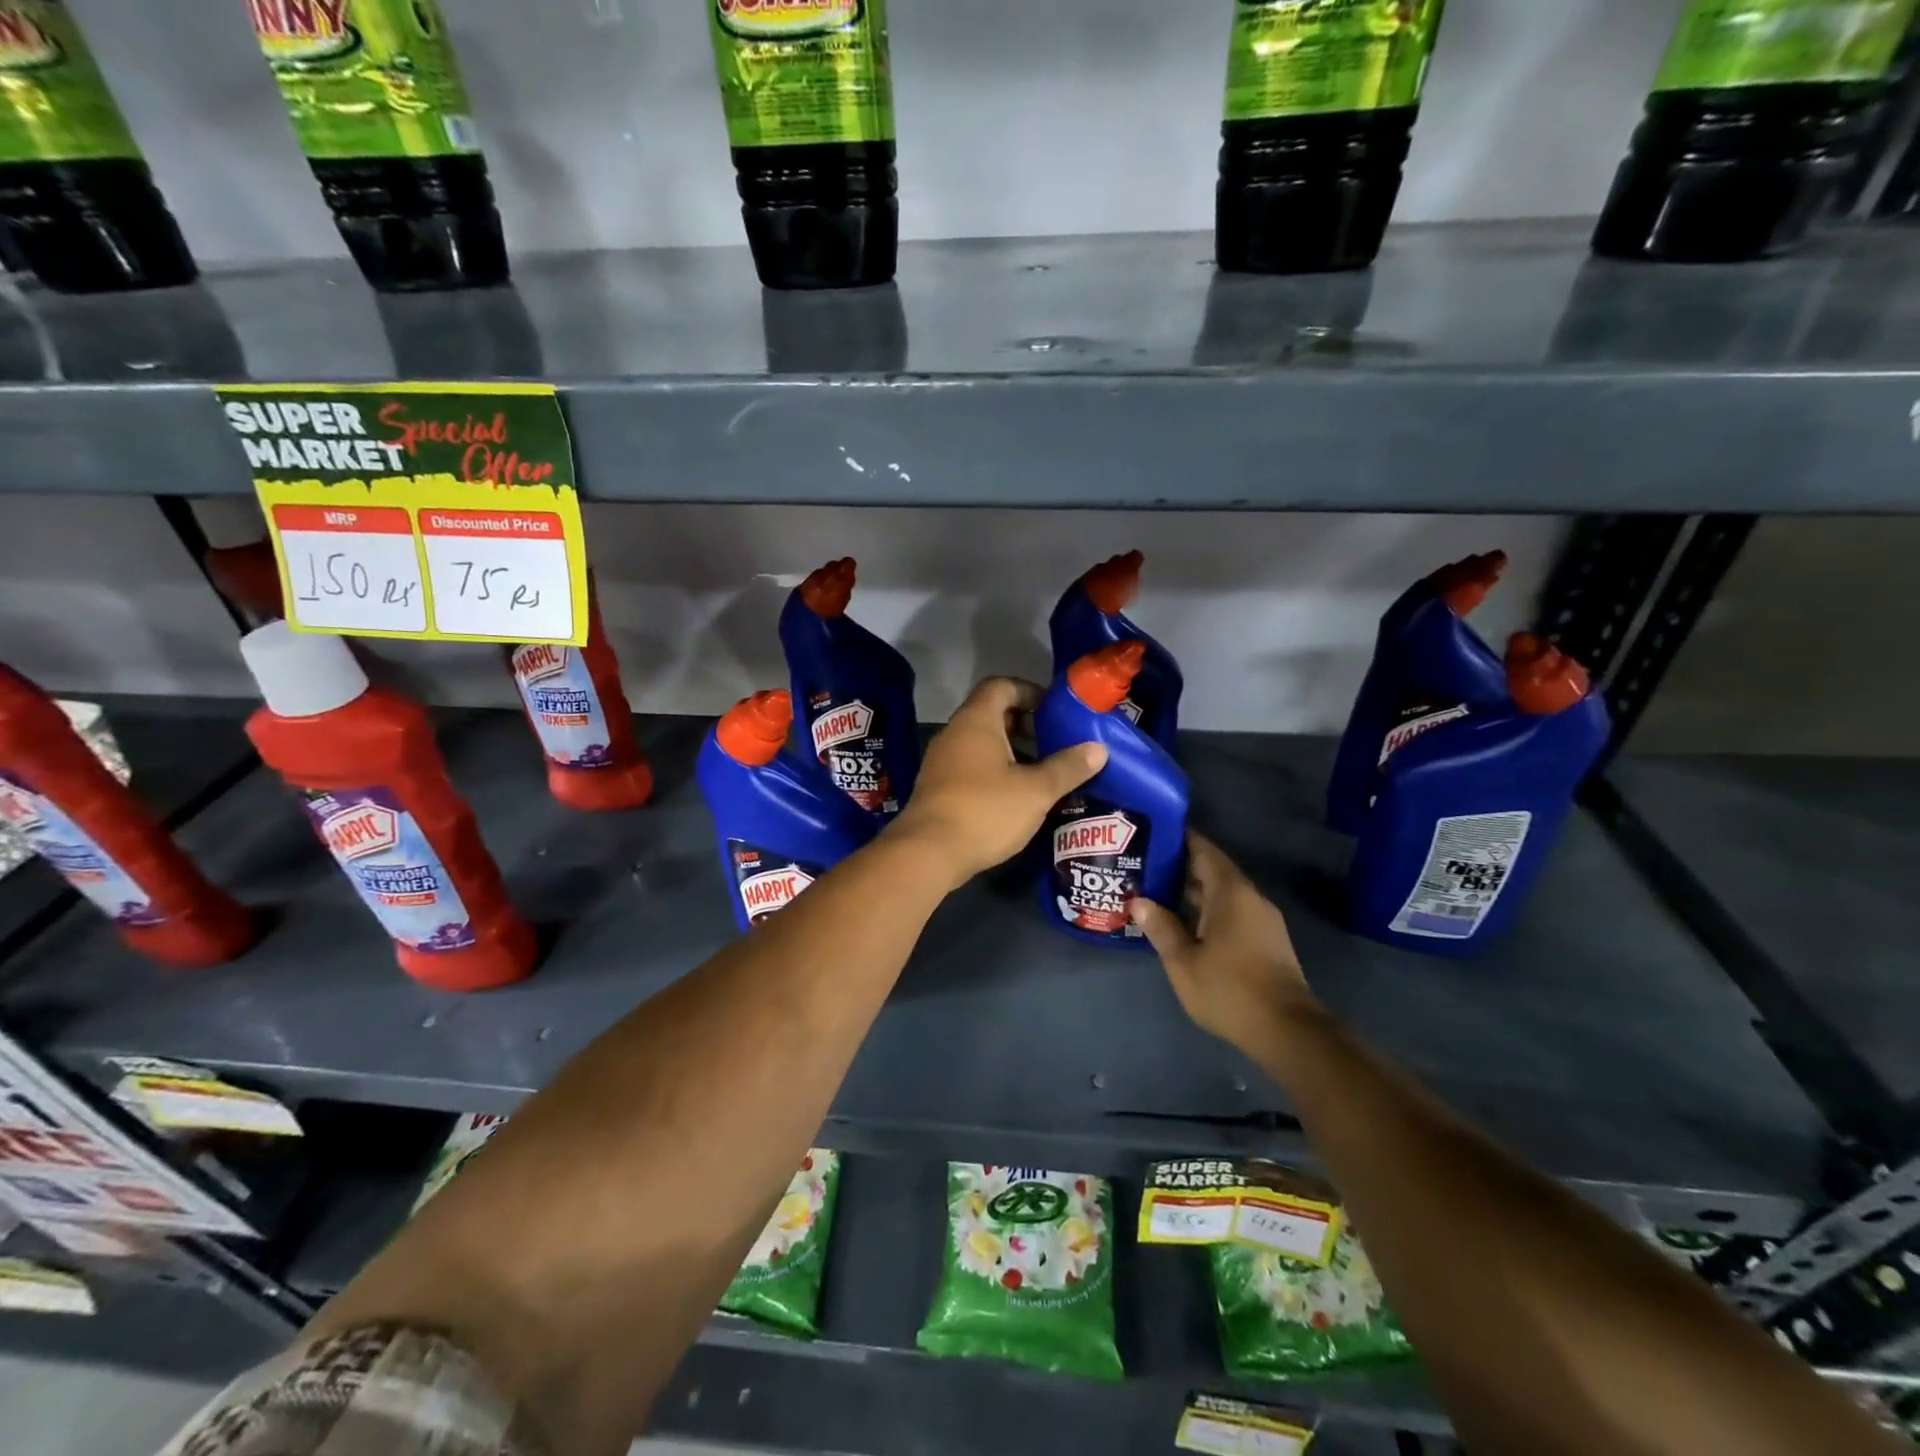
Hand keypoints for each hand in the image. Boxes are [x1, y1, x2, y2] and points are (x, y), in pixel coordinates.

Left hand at [890, 677, 1105, 891]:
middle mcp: (955, 733)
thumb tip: (1098, 749)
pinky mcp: (938, 787)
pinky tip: (1018, 796)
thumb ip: (1068, 768)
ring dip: (1013, 751)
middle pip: (992, 713)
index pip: (1002, 686)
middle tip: (1056, 742)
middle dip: (1026, 724)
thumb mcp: (1036, 790)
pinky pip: (972, 766)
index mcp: (976, 721)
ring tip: (1043, 771)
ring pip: (982, 743)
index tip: (1055, 710)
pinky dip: (996, 771)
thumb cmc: (985, 811)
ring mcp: (942, 761)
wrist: (928, 852)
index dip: (1030, 692)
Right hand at [1130, 831, 1316, 1052]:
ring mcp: (1262, 921)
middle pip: (1213, 872)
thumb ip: (1161, 927)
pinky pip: (1232, 913)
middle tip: (1145, 866)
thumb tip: (1139, 900)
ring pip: (1222, 895)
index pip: (1205, 851)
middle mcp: (1251, 898)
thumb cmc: (1230, 989)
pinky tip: (1184, 924)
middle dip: (1181, 868)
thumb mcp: (1183, 961)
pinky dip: (1207, 912)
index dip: (1181, 840)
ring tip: (1157, 894)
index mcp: (1231, 893)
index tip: (1154, 834)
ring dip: (1193, 893)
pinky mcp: (1267, 942)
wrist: (1288, 1031)